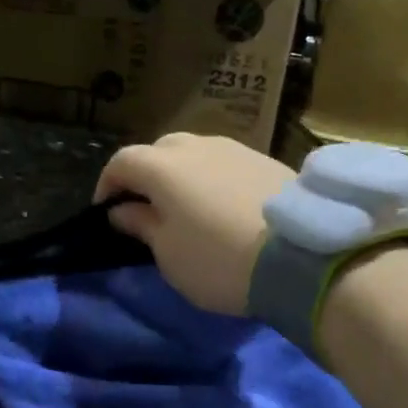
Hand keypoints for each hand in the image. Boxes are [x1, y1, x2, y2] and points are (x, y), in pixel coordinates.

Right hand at [92, 134, 293, 314]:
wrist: (301, 255)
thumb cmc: (219, 260)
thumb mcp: (169, 254)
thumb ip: (142, 225)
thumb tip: (123, 210)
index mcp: (162, 167)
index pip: (121, 162)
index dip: (107, 185)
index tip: (106, 211)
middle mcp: (196, 146)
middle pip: (158, 151)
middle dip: (145, 175)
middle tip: (147, 207)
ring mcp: (234, 149)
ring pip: (194, 153)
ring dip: (181, 174)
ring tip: (186, 206)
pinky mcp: (265, 159)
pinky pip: (224, 163)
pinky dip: (212, 178)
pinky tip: (221, 205)